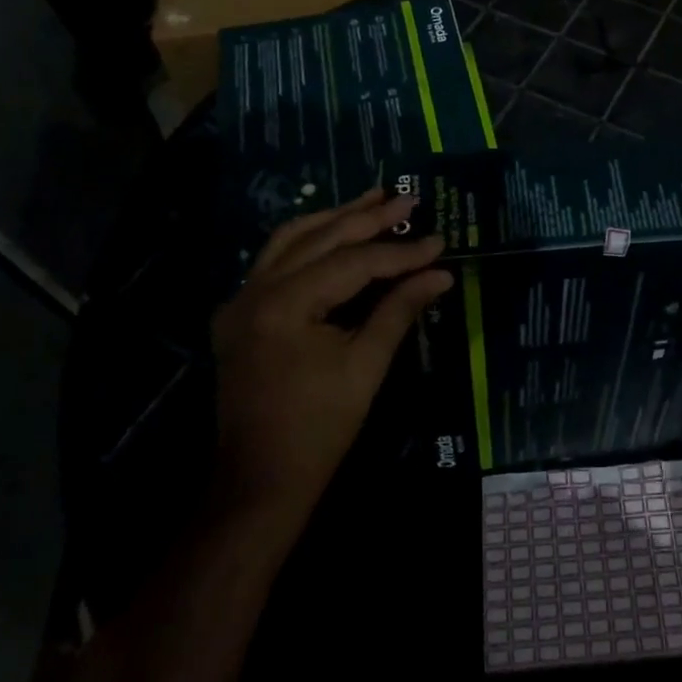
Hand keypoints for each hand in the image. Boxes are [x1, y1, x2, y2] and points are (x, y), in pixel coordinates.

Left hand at [210, 189, 451, 535]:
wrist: (258, 483)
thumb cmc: (319, 430)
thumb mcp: (366, 365)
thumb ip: (400, 309)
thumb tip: (441, 273)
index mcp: (284, 305)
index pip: (352, 263)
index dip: (399, 252)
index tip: (438, 241)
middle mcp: (254, 291)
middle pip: (319, 239)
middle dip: (366, 217)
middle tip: (407, 198)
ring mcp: (240, 301)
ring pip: (290, 239)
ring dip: (334, 218)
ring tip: (373, 200)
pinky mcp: (239, 313)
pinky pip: (274, 260)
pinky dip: (308, 241)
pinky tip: (334, 232)